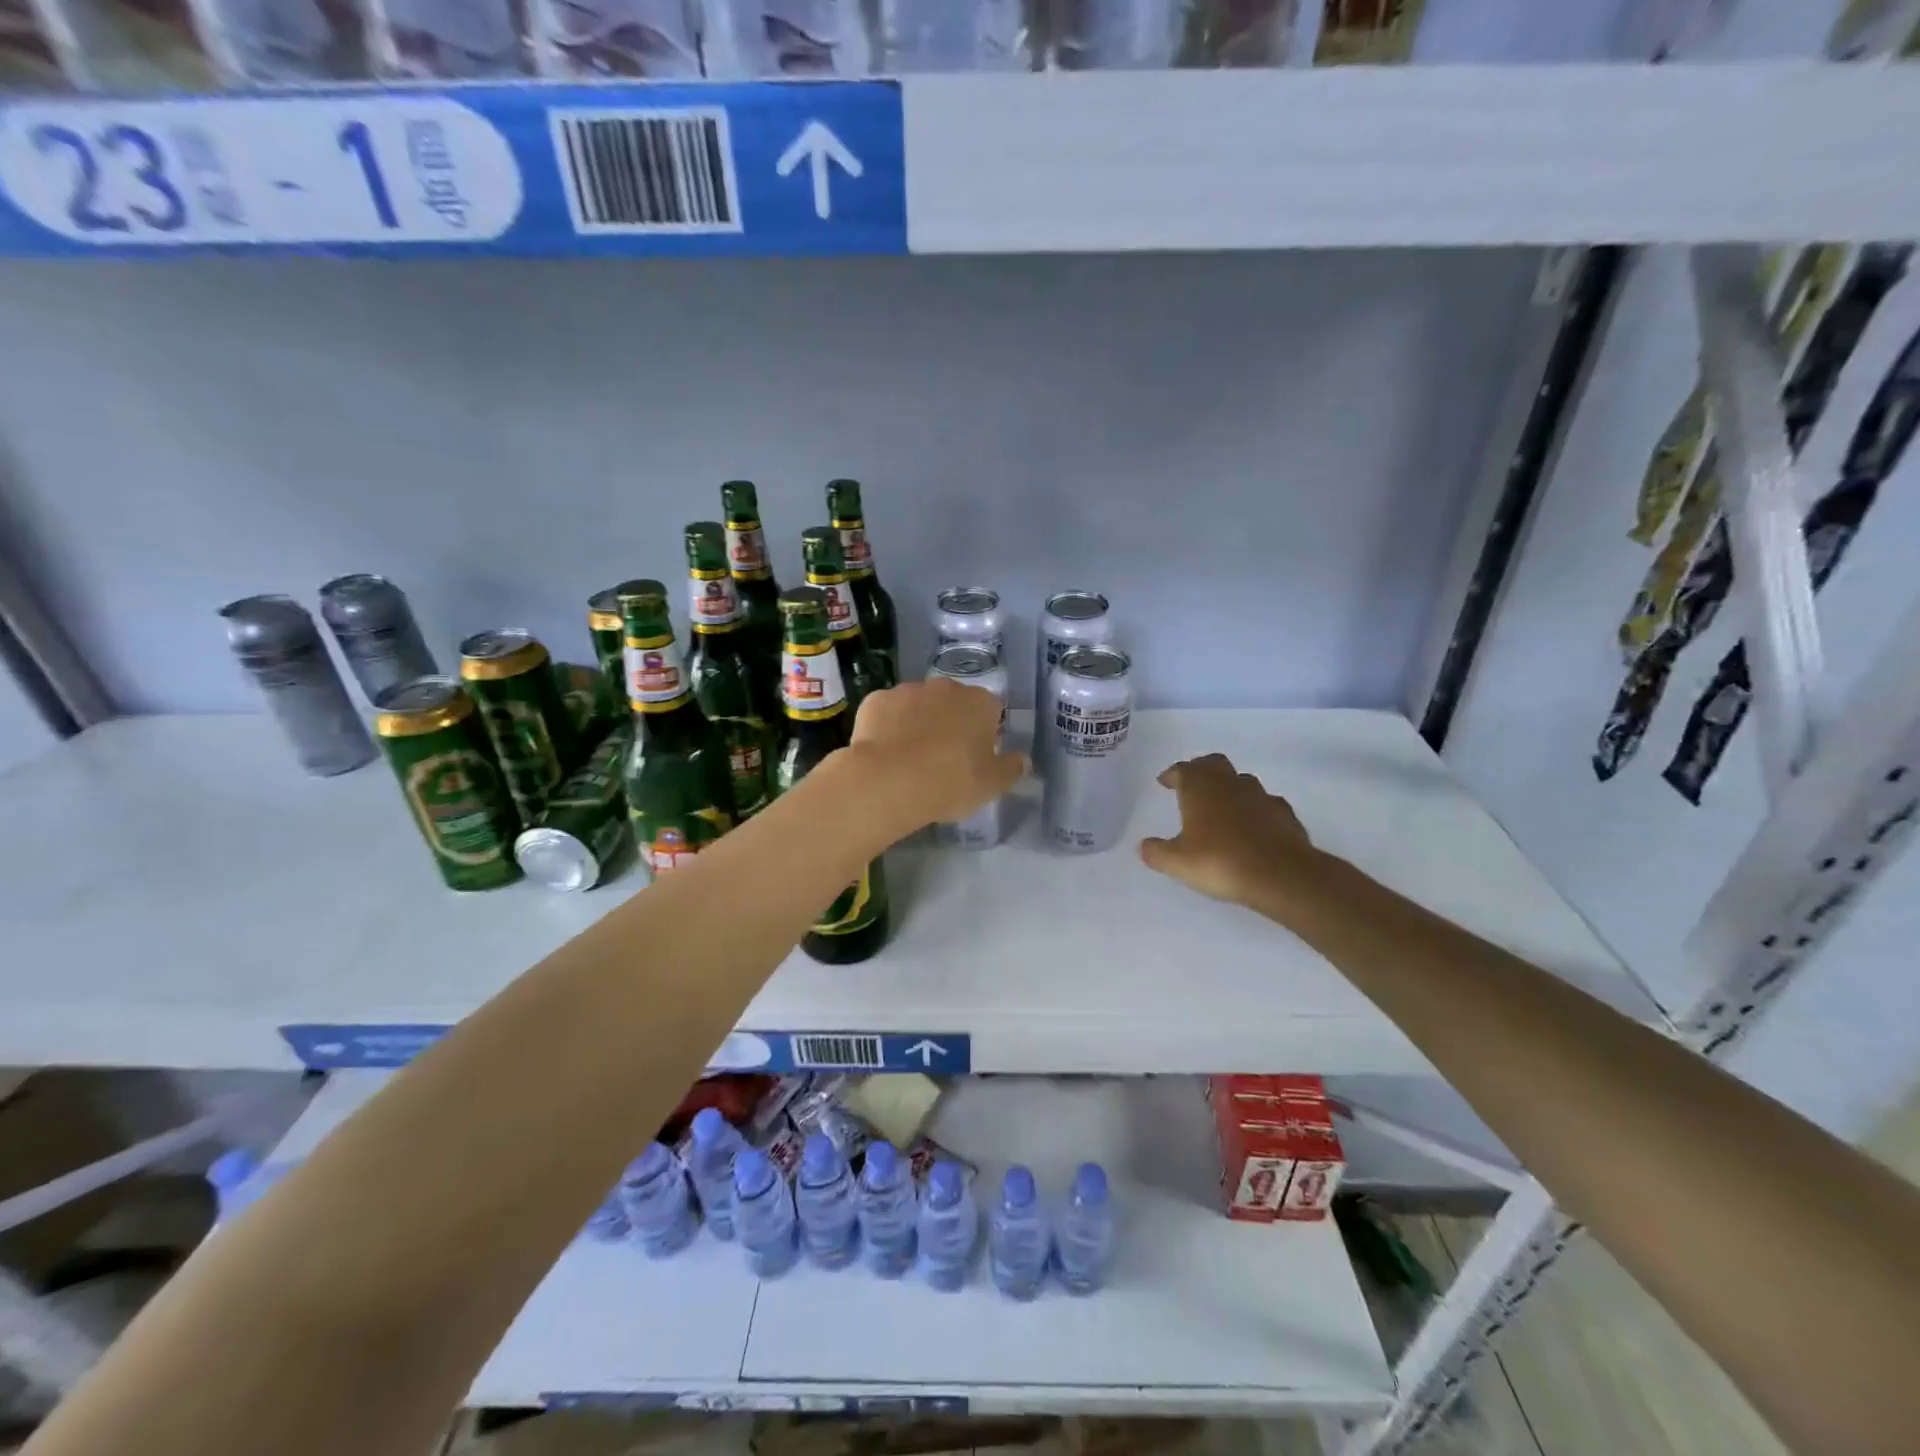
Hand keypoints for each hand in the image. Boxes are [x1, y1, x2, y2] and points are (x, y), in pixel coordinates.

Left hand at [840, 678, 1024, 835]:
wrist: (888, 781)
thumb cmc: (950, 782)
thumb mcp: (991, 785)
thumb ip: (1011, 769)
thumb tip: (1022, 759)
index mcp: (979, 702)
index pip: (990, 710)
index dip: (984, 733)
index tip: (975, 757)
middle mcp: (945, 687)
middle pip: (953, 703)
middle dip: (950, 723)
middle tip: (943, 758)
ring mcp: (907, 690)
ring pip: (918, 705)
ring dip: (918, 722)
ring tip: (909, 758)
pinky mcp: (875, 700)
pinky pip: (887, 713)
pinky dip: (887, 727)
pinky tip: (884, 753)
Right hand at [1140, 754, 1322, 916]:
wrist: (1281, 875)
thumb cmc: (1220, 862)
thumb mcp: (1178, 863)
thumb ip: (1157, 852)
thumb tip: (1144, 846)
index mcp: (1200, 788)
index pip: (1183, 769)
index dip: (1172, 774)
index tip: (1164, 782)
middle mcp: (1230, 784)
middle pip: (1214, 764)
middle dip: (1201, 770)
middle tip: (1192, 784)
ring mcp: (1261, 796)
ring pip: (1241, 781)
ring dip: (1229, 788)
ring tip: (1222, 807)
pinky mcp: (1284, 813)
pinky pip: (1265, 803)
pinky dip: (1255, 809)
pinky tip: (1253, 826)